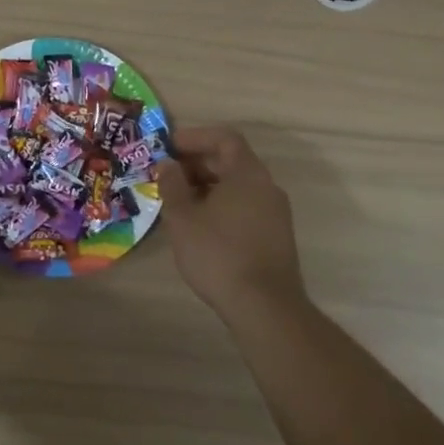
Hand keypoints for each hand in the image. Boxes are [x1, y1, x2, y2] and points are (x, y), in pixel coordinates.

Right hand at [156, 126, 303, 323]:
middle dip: (197, 163)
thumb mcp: (183, 217)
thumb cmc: (218, 253)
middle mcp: (267, 186)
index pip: (224, 138)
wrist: (265, 308)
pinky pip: (245, 206)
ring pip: (238, 186)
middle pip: (231, 160)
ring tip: (178, 201)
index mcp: (248, 173)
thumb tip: (167, 164)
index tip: (168, 147)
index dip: (195, 137)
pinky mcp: (276, 236)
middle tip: (167, 175)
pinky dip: (221, 204)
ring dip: (207, 186)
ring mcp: (275, 213)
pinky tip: (200, 225)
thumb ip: (172, 185)